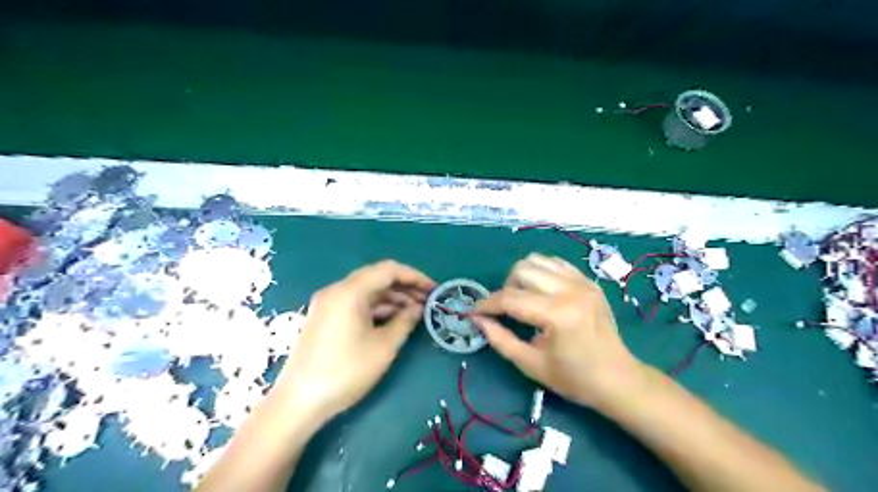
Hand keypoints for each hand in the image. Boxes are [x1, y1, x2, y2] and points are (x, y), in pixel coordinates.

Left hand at [274, 258, 432, 419]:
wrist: (299, 401)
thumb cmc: (346, 371)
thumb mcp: (384, 346)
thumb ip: (405, 321)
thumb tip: (418, 309)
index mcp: (350, 291)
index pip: (388, 270)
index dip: (414, 277)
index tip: (433, 290)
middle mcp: (336, 290)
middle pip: (377, 278)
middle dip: (404, 288)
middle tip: (427, 303)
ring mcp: (328, 304)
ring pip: (367, 292)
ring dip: (392, 299)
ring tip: (415, 314)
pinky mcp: (325, 317)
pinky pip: (356, 304)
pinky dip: (376, 309)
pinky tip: (393, 320)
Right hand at [473, 254, 642, 410]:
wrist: (618, 379)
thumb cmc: (574, 378)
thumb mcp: (531, 365)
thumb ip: (500, 340)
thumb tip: (478, 320)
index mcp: (558, 315)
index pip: (511, 298)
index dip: (488, 304)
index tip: (475, 312)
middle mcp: (571, 290)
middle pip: (522, 270)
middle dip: (506, 288)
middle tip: (506, 310)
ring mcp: (583, 282)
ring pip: (537, 260)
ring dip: (522, 277)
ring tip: (525, 299)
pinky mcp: (589, 281)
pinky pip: (555, 263)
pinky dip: (541, 272)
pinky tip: (542, 292)